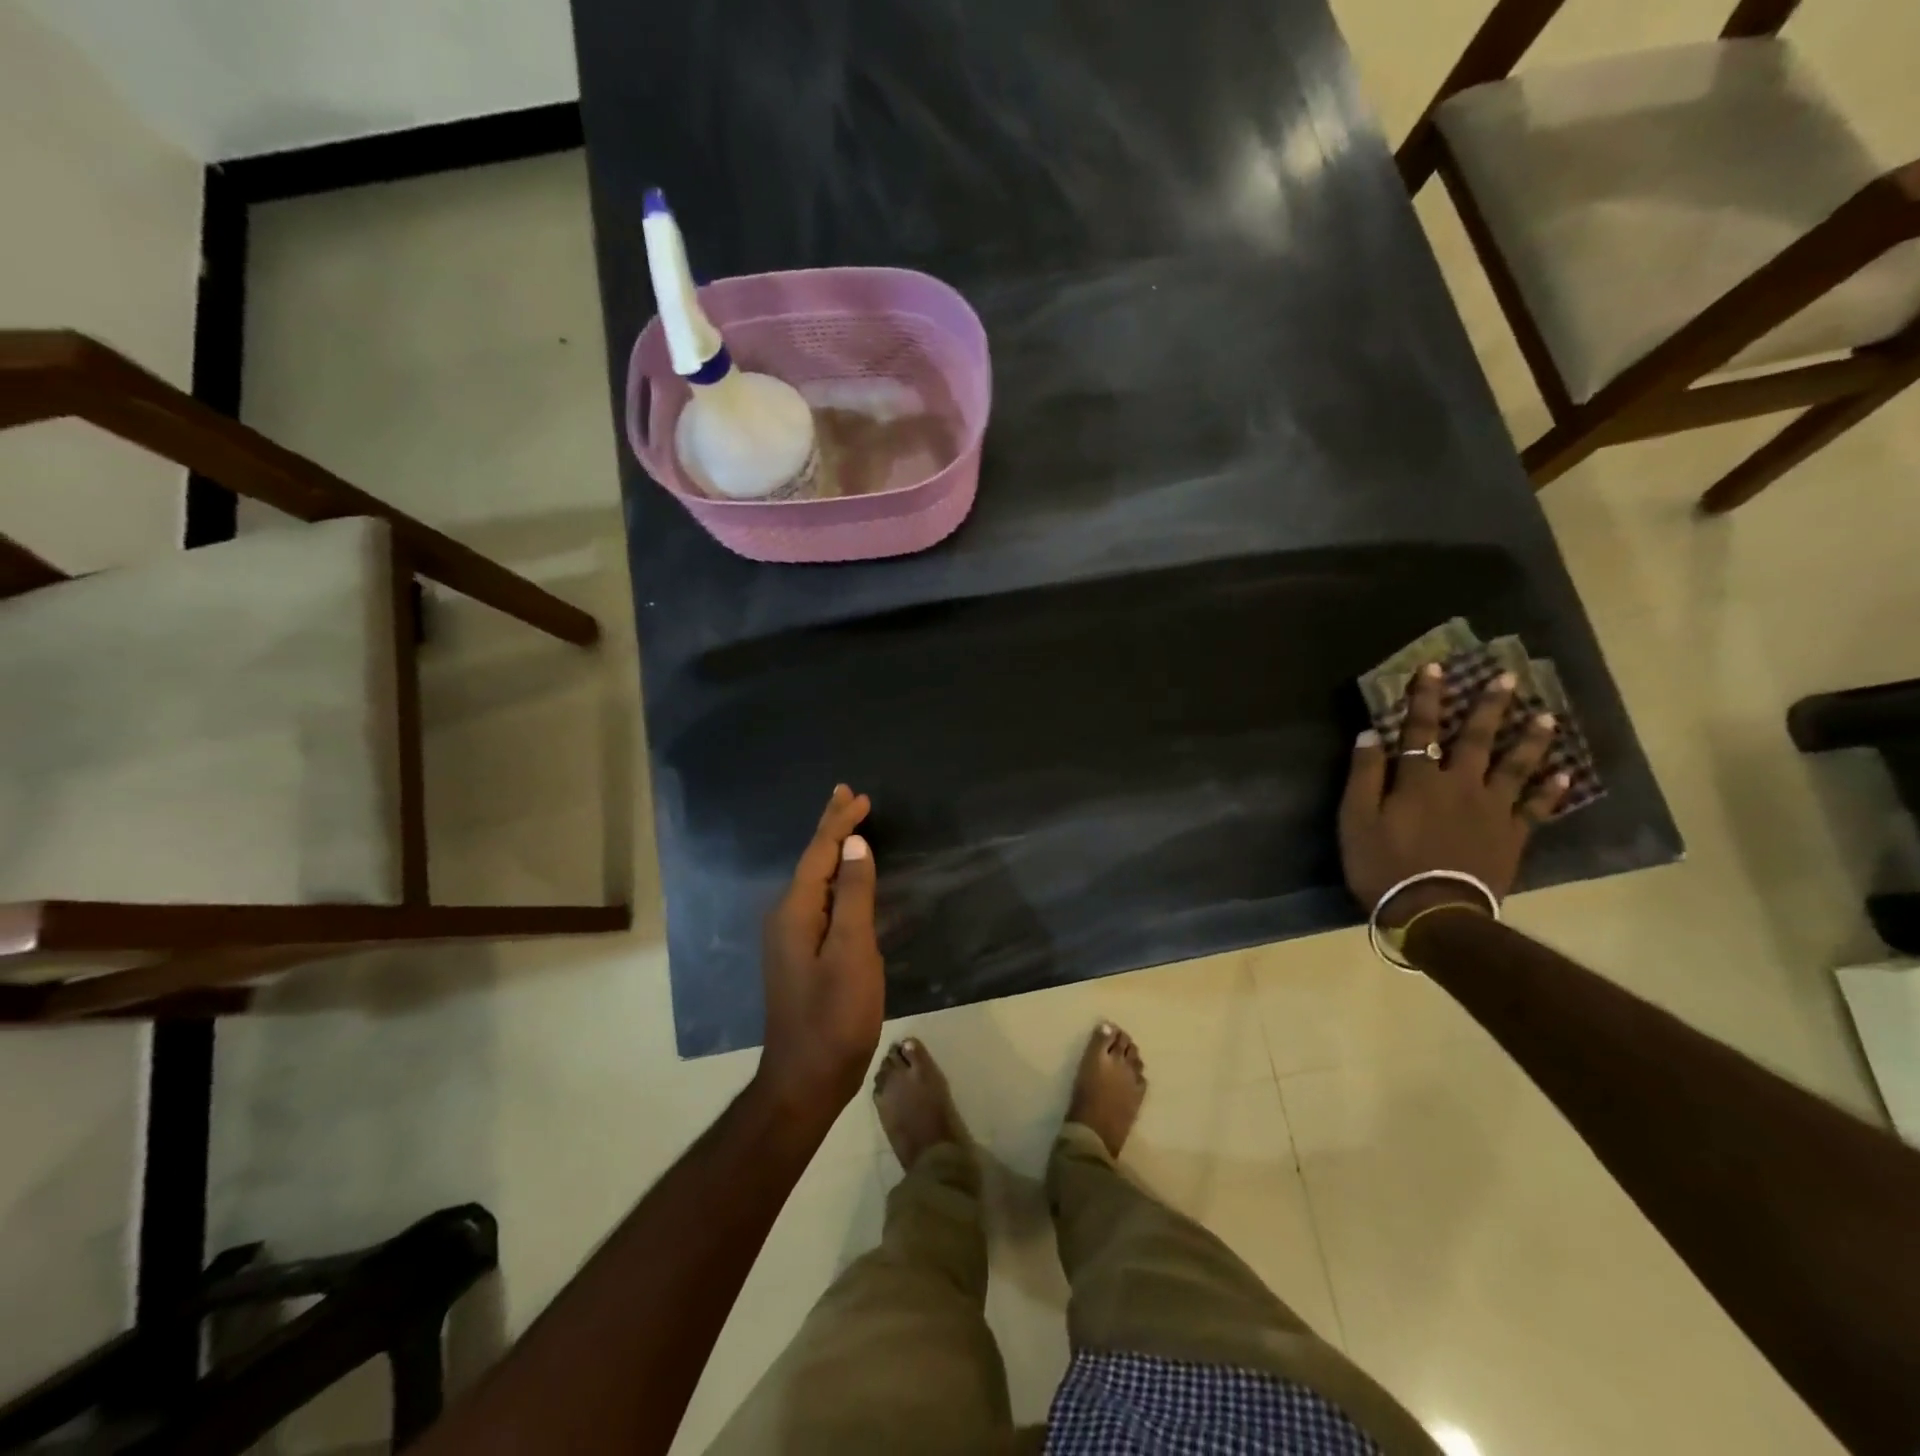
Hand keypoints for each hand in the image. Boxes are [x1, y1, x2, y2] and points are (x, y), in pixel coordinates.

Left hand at [757, 785, 884, 1120]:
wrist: (805, 1080)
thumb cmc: (834, 1017)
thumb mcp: (852, 954)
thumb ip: (854, 896)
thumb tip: (855, 844)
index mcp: (795, 912)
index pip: (819, 853)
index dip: (839, 823)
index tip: (859, 796)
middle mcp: (786, 918)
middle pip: (811, 861)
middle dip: (830, 827)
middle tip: (846, 795)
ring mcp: (790, 938)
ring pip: (814, 880)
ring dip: (832, 850)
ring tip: (848, 825)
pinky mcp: (801, 955)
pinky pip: (818, 900)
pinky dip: (835, 878)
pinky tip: (845, 879)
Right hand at [1340, 664, 1568, 926]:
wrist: (1433, 913)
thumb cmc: (1384, 865)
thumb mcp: (1356, 820)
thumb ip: (1364, 776)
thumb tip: (1370, 734)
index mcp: (1419, 780)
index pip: (1419, 730)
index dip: (1424, 698)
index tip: (1434, 668)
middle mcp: (1460, 785)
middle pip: (1475, 739)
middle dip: (1487, 707)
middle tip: (1506, 678)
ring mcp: (1491, 810)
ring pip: (1515, 767)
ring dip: (1530, 741)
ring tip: (1547, 717)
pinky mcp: (1511, 836)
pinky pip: (1535, 808)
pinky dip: (1550, 792)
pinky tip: (1563, 775)